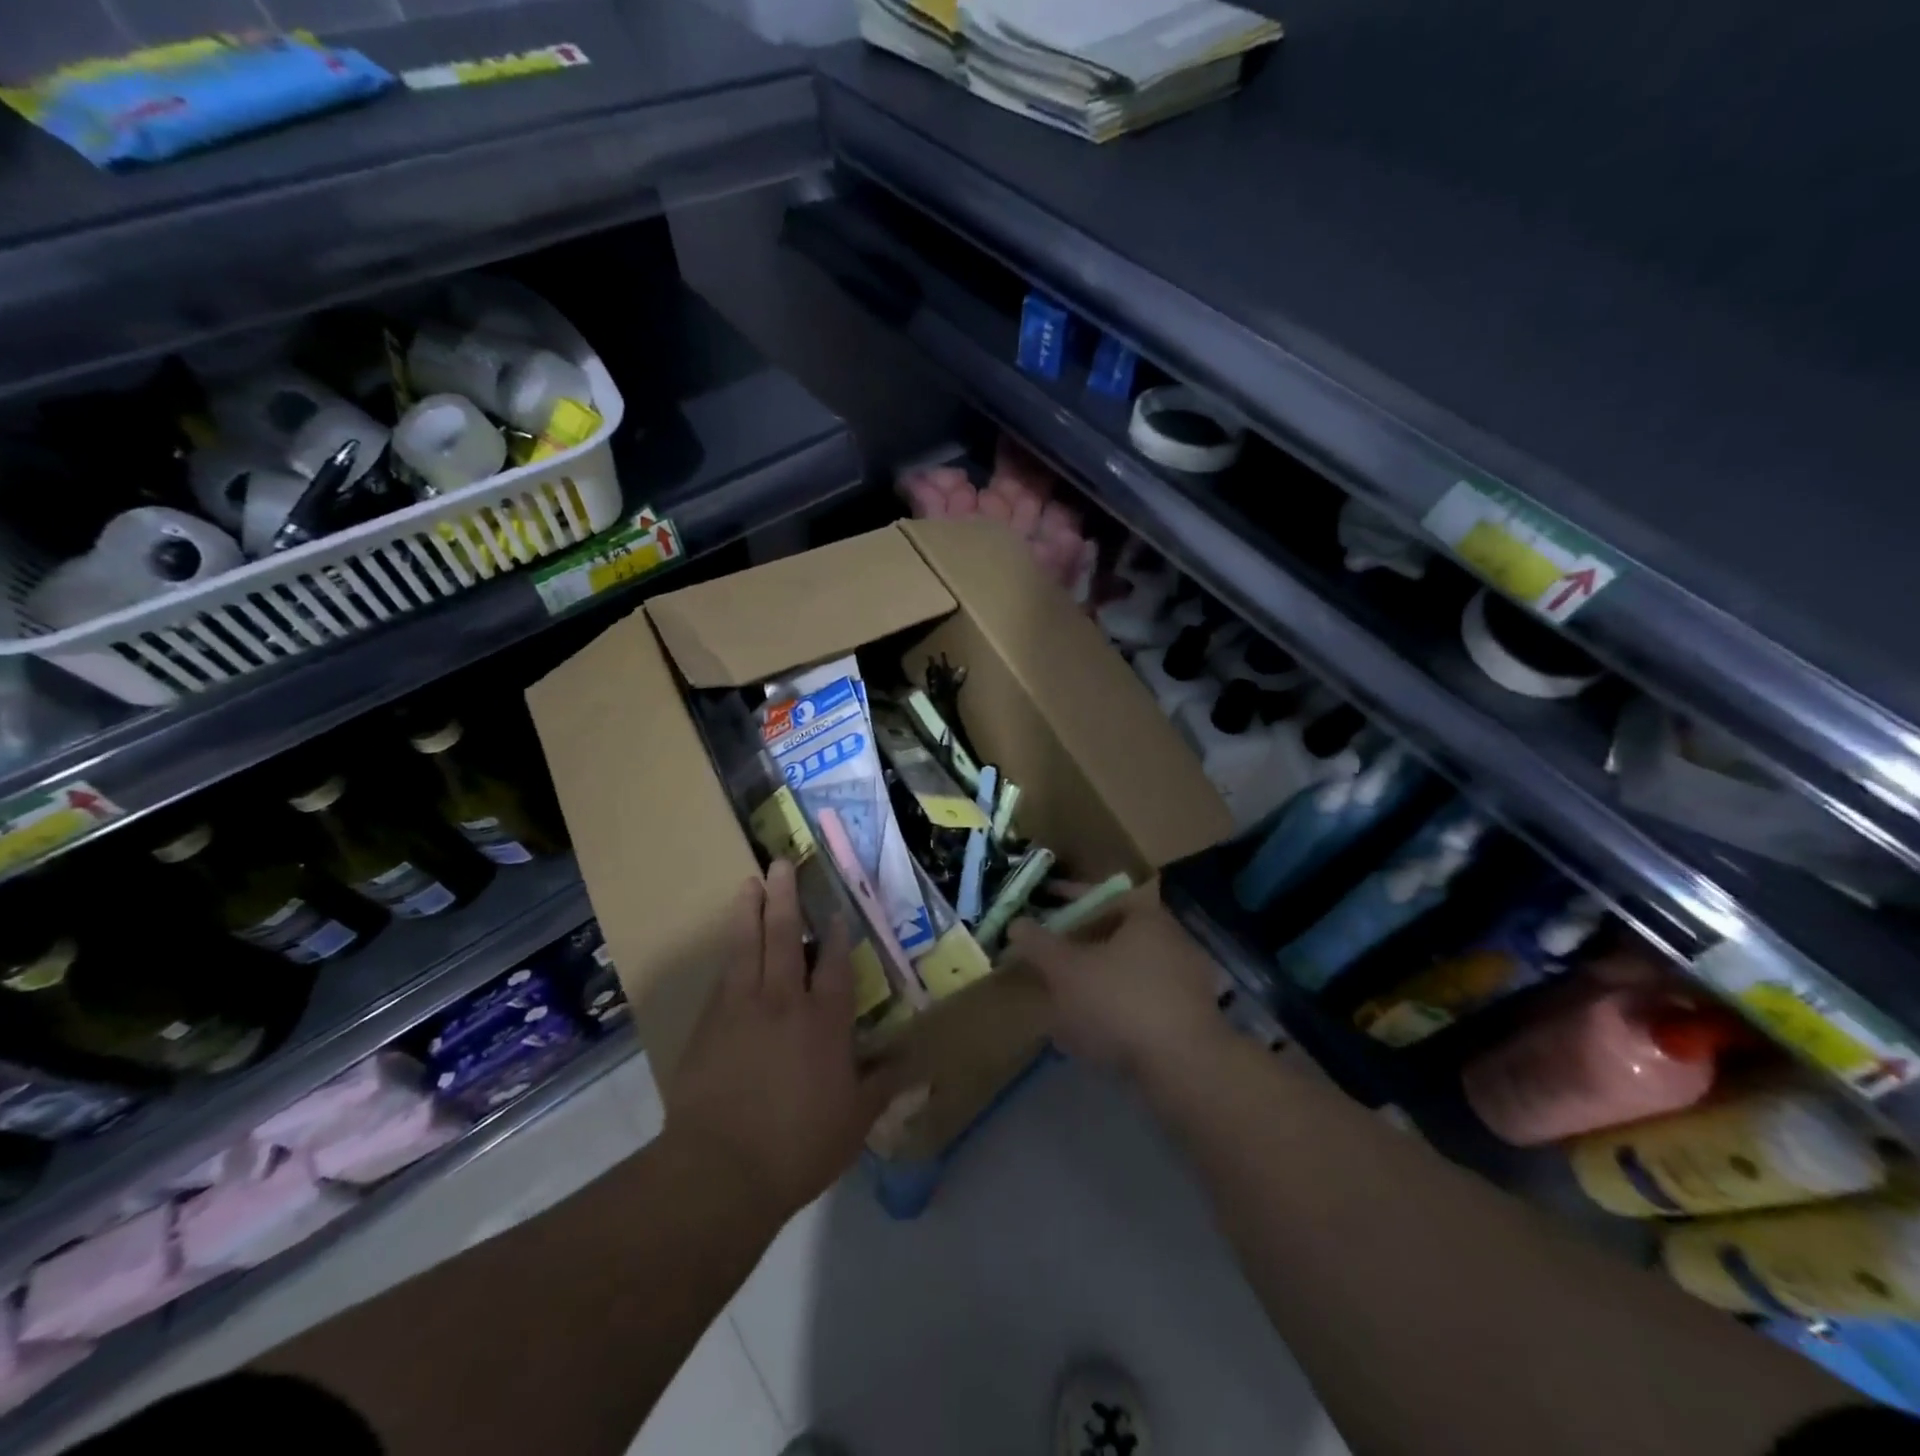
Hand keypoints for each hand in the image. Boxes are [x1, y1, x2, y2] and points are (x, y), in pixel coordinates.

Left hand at [664, 861, 902, 1223]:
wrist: (720, 1170)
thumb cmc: (798, 1145)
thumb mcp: (855, 1121)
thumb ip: (885, 1086)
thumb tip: (922, 1067)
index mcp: (824, 1021)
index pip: (833, 964)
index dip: (835, 933)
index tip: (835, 906)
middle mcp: (784, 1002)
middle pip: (784, 936)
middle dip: (785, 897)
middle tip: (780, 863)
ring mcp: (742, 1008)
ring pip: (747, 946)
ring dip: (749, 911)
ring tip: (750, 882)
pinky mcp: (710, 1024)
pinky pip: (723, 975)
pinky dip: (729, 951)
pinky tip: (730, 942)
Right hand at [1007, 895, 1228, 1082]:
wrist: (1185, 1068)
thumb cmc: (1120, 1002)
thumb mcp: (1066, 970)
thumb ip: (1038, 945)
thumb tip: (1017, 924)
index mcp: (1146, 917)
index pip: (1100, 895)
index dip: (1066, 897)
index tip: (1042, 902)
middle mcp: (1171, 941)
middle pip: (1113, 935)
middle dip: (1077, 946)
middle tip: (1048, 956)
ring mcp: (1185, 982)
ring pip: (1125, 973)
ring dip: (1092, 983)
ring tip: (1058, 1003)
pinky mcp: (1188, 1020)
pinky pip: (1139, 1004)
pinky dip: (1112, 1011)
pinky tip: (1087, 1036)